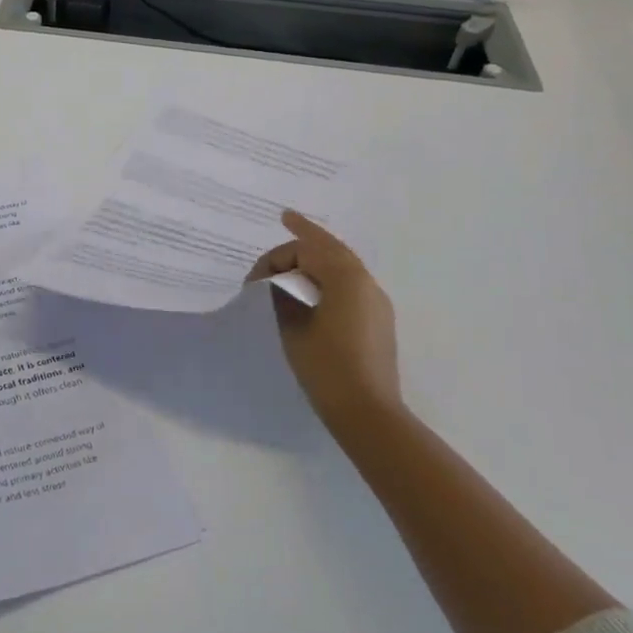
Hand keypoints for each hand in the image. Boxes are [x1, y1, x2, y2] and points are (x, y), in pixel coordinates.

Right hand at [248, 212, 401, 428]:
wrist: (369, 413)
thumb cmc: (326, 367)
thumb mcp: (293, 327)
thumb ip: (284, 296)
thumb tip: (279, 282)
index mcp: (346, 278)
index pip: (305, 250)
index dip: (276, 258)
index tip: (254, 279)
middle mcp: (366, 282)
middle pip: (331, 247)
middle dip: (307, 234)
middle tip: (288, 218)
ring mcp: (376, 301)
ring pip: (344, 264)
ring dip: (319, 256)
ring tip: (296, 255)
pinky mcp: (379, 320)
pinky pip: (351, 284)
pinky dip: (330, 275)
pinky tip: (315, 285)